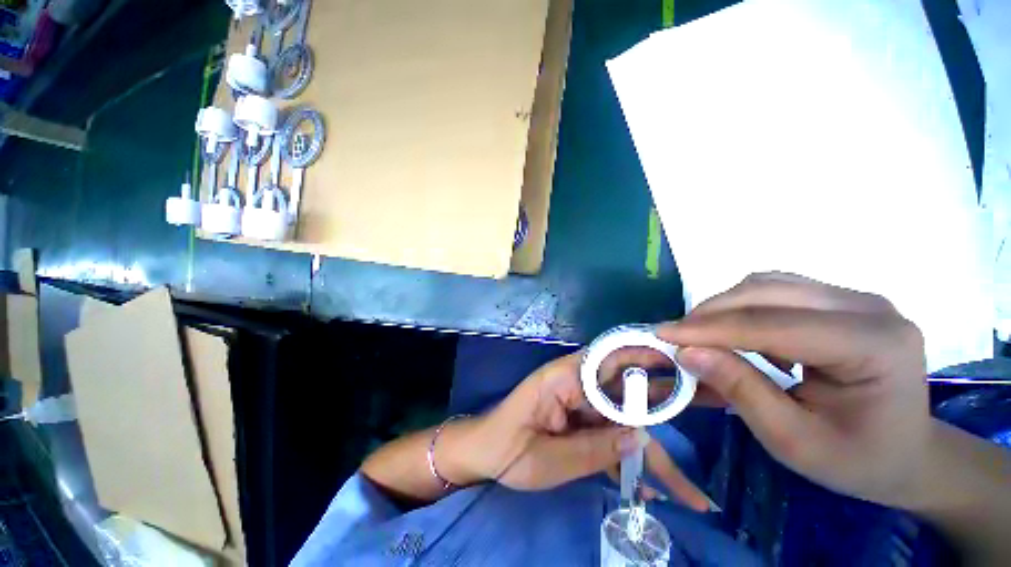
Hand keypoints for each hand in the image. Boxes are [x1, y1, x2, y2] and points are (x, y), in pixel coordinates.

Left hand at [466, 352, 710, 509]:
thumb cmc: (505, 450)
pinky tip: (651, 493)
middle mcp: (576, 385)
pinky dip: (630, 464)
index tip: (682, 361)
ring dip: (653, 455)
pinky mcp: (580, 423)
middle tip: (712, 413)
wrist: (483, 454)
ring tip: (692, 495)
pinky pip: (611, 439)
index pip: (609, 360)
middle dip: (666, 408)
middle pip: (625, 393)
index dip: (644, 357)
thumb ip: (592, 449)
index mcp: (563, 379)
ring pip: (623, 422)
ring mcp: (580, 405)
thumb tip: (640, 438)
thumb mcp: (546, 459)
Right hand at [657, 272, 933, 508]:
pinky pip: (776, 290)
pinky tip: (741, 336)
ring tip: (703, 337)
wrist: (907, 453)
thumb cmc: (857, 460)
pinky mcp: (840, 300)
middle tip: (677, 337)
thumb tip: (687, 352)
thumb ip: (741, 391)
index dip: (711, 328)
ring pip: (767, 284)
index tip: (662, 334)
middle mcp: (869, 307)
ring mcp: (855, 298)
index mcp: (875, 346)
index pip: (774, 324)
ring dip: (724, 308)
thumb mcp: (794, 441)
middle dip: (711, 313)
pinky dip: (744, 308)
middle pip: (767, 292)